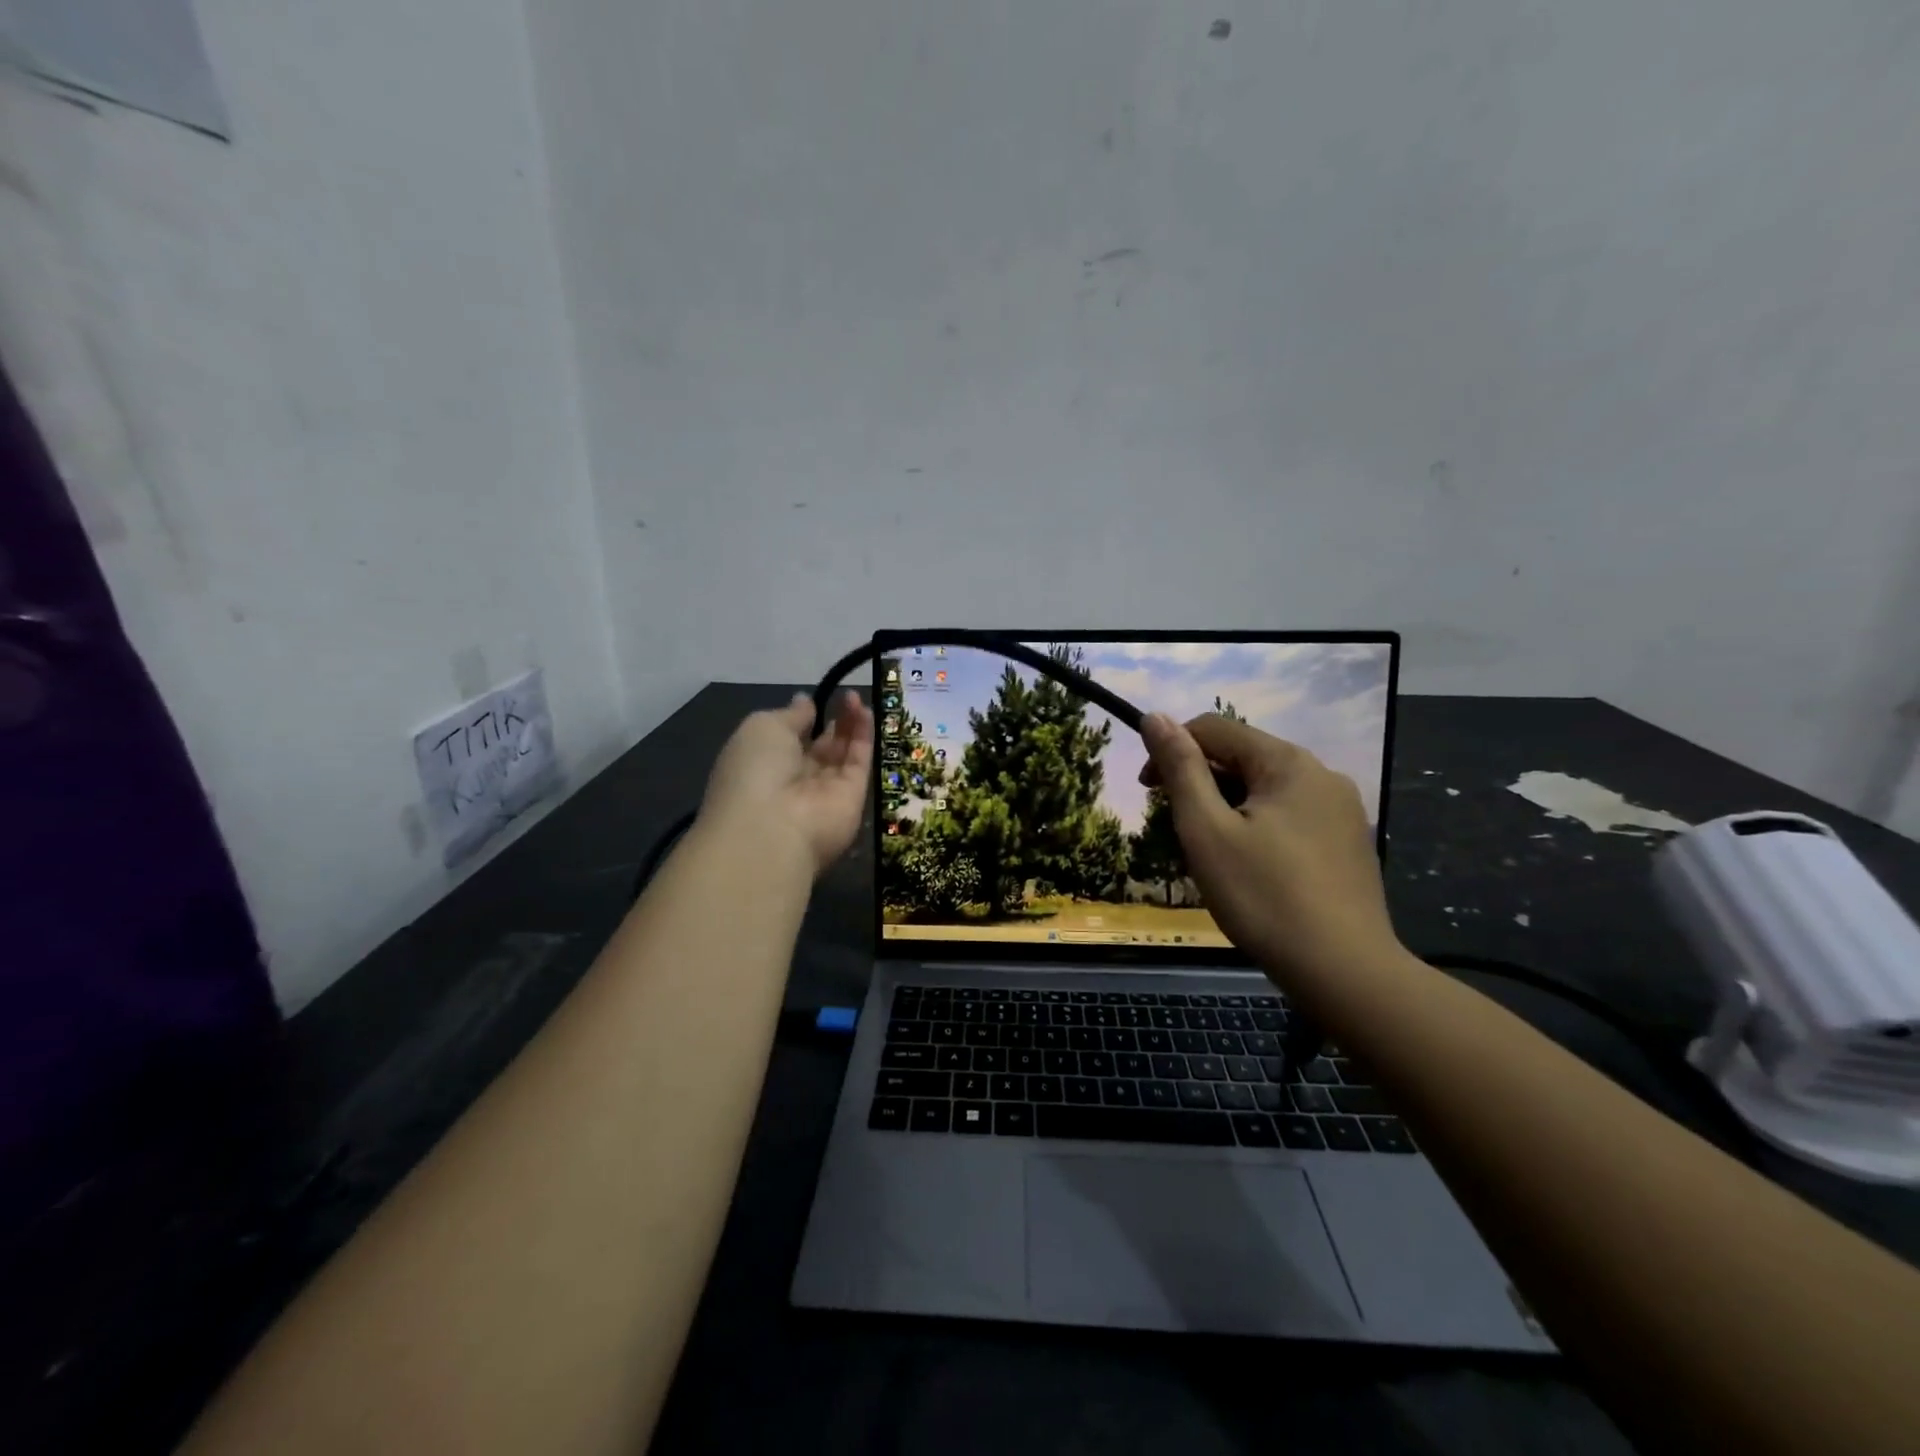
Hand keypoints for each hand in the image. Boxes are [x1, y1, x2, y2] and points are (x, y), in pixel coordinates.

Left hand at [702, 692, 872, 875]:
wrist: (773, 827)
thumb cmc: (756, 770)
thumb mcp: (763, 727)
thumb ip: (791, 714)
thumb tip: (805, 701)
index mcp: (765, 764)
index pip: (789, 741)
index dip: (804, 720)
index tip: (816, 700)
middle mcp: (795, 780)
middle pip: (820, 748)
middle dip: (834, 721)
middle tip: (848, 696)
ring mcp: (825, 791)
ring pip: (843, 754)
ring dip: (851, 725)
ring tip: (857, 698)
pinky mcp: (853, 797)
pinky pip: (860, 763)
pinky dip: (864, 737)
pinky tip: (866, 712)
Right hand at [1139, 713, 1398, 984]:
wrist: (1345, 972)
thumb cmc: (1264, 897)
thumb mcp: (1207, 830)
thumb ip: (1181, 769)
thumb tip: (1154, 716)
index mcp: (1287, 762)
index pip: (1214, 729)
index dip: (1171, 750)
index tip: (1148, 793)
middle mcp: (1321, 773)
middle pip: (1242, 758)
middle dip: (1200, 783)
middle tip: (1178, 832)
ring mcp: (1341, 809)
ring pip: (1265, 790)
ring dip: (1227, 808)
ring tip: (1211, 856)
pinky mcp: (1348, 841)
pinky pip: (1289, 816)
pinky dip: (1257, 827)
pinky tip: (1251, 870)